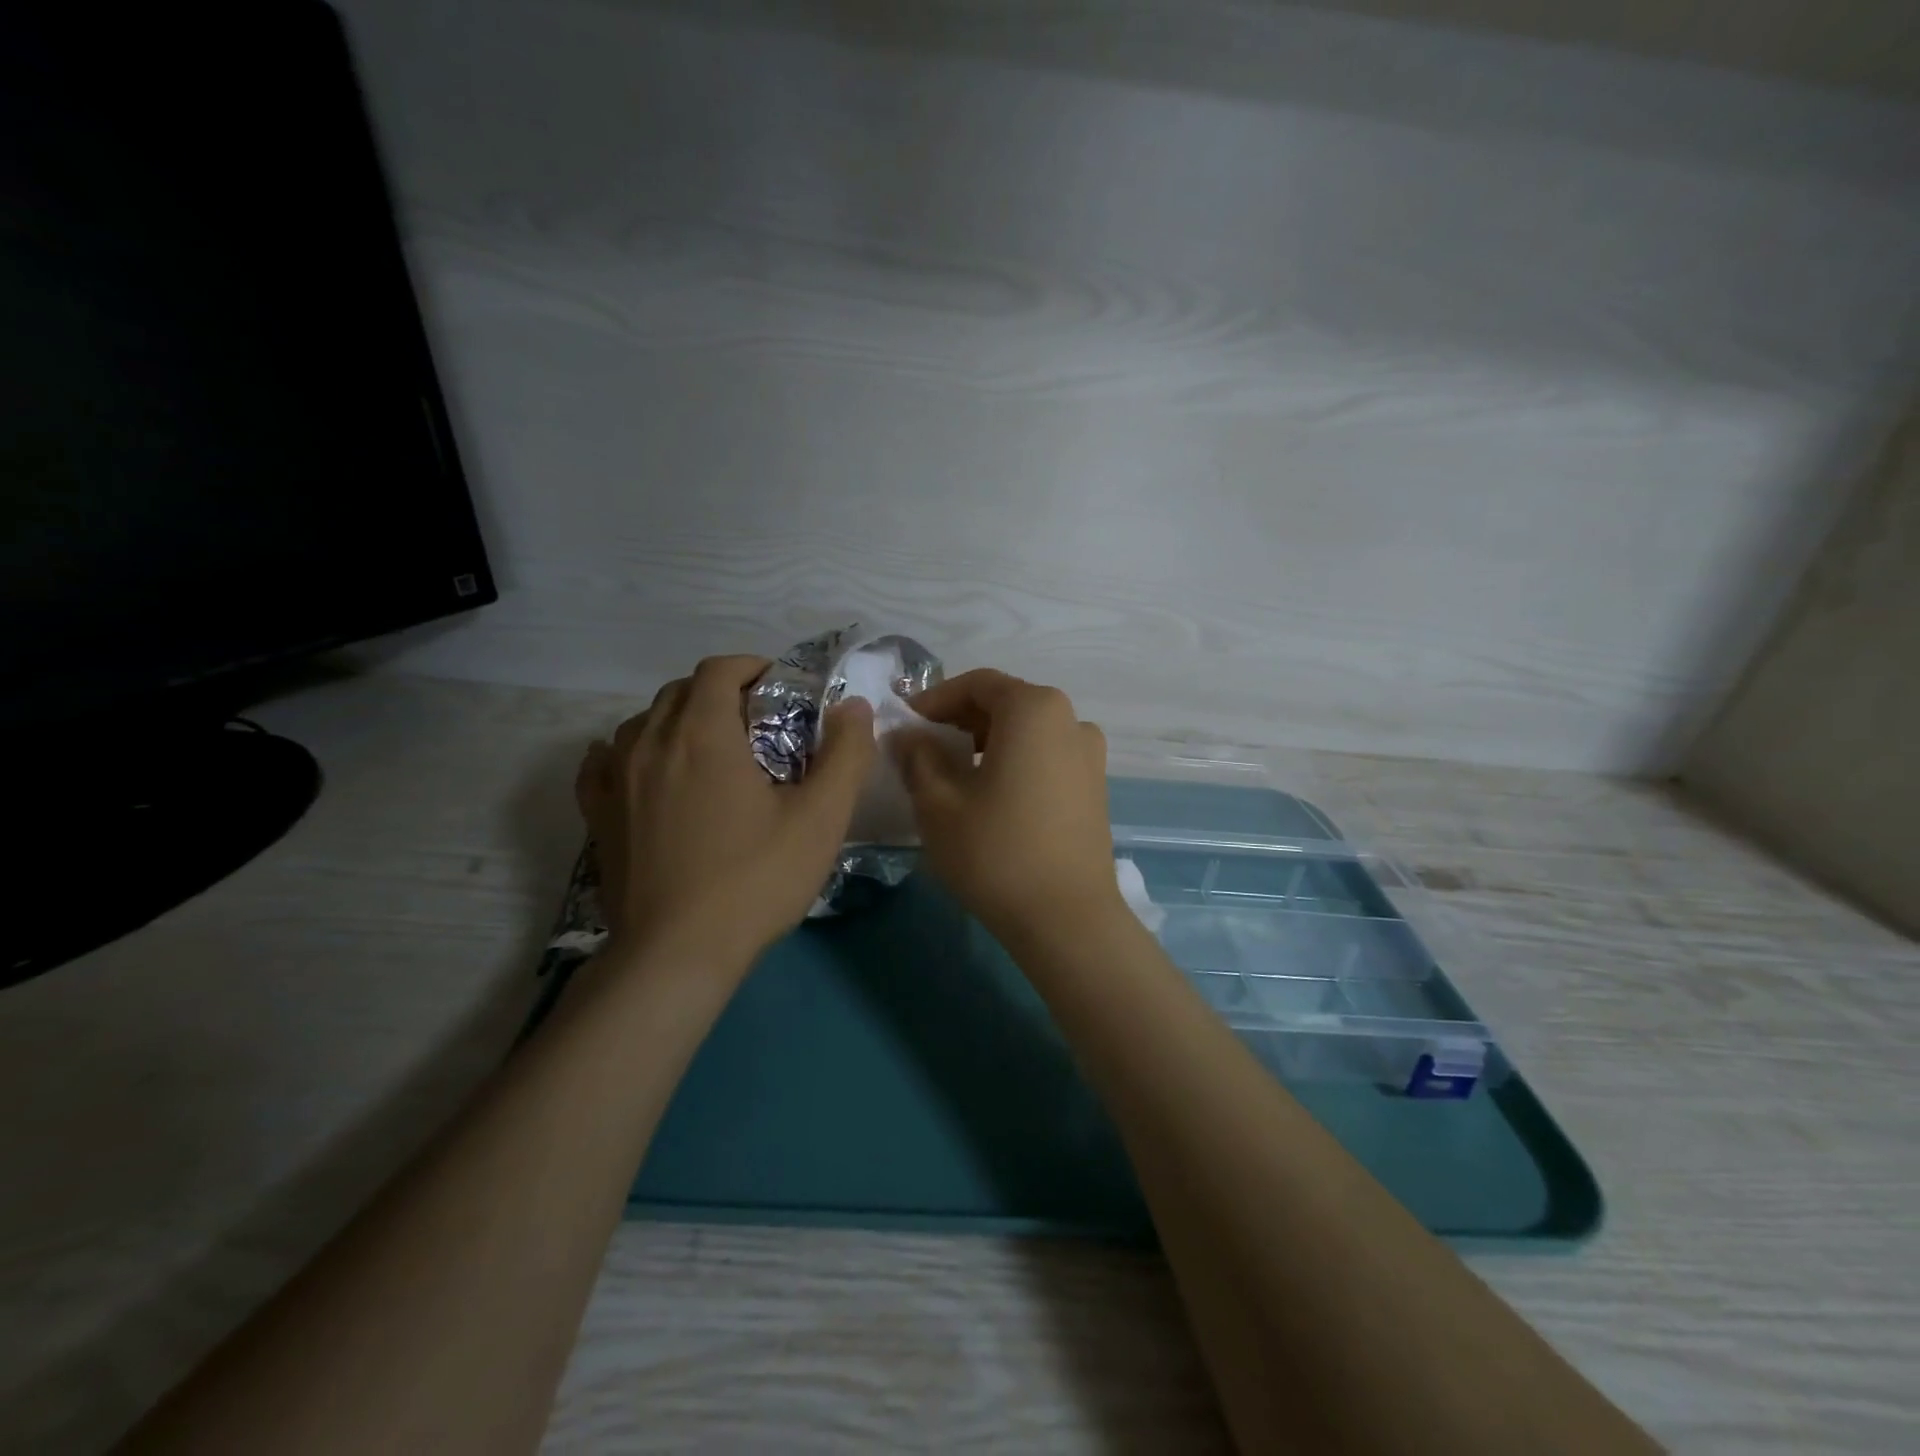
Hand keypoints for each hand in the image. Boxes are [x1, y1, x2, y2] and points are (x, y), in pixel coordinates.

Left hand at [575, 655, 876, 971]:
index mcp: (703, 734)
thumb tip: (853, 706)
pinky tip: (641, 767)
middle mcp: (650, 743)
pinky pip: (603, 762)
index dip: (752, 668)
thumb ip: (846, 755)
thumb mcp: (820, 818)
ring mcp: (615, 780)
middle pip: (679, 691)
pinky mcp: (597, 817)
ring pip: (642, 723)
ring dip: (677, 719)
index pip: (718, 670)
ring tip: (709, 749)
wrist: (676, 955)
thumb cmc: (754, 880)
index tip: (781, 688)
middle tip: (757, 722)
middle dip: (720, 692)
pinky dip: (627, 752)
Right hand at [894, 670, 1120, 938]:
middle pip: (1006, 703)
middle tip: (924, 747)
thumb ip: (918, 757)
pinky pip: (1047, 756)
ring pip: (1028, 731)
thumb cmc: (996, 852)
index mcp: (1034, 709)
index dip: (935, 699)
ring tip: (954, 772)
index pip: (977, 684)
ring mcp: (1089, 754)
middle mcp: (1070, 719)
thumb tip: (906, 735)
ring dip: (988, 741)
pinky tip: (992, 794)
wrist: (1067, 919)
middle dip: (961, 719)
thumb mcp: (938, 803)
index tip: (906, 724)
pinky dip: (1015, 761)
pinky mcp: (1096, 786)